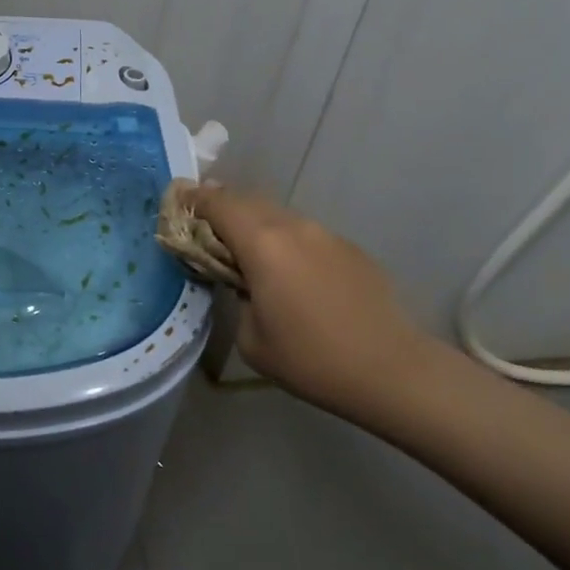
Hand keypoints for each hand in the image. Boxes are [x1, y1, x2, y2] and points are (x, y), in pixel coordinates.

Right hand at [193, 182, 435, 414]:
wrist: (391, 370)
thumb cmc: (311, 359)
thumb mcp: (251, 338)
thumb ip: (238, 296)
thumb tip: (246, 282)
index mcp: (262, 244)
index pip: (218, 204)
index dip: (194, 199)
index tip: (178, 200)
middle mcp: (293, 227)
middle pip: (247, 200)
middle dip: (222, 207)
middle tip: (204, 224)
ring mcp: (325, 234)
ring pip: (278, 214)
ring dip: (254, 222)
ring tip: (245, 248)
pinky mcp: (349, 249)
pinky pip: (304, 233)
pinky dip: (285, 240)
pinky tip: (289, 271)